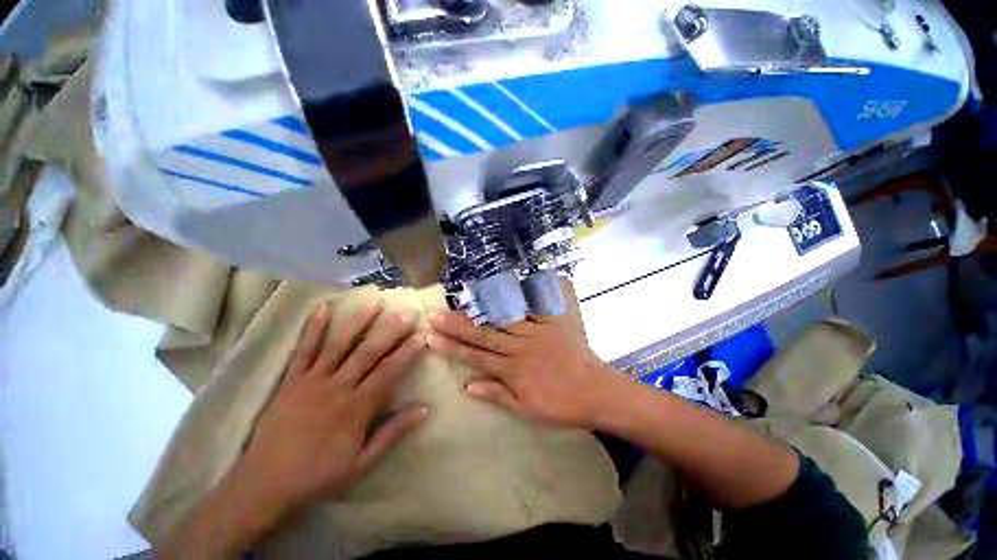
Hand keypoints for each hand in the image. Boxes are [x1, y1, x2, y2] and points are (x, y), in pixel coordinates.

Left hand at [238, 301, 428, 514]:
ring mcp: (312, 380)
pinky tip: (323, 308)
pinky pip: (304, 350)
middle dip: (391, 331)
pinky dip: (313, 328)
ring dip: (358, 322)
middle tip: (407, 312)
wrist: (264, 486)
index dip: (407, 352)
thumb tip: (425, 408)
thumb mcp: (363, 462)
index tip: (422, 335)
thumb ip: (393, 432)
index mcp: (356, 407)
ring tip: (375, 303)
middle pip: (369, 353)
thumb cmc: (319, 476)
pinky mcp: (291, 380)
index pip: (388, 372)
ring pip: (340, 345)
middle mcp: (337, 387)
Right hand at [427, 311, 625, 428]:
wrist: (595, 390)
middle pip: (483, 335)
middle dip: (457, 325)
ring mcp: (535, 332)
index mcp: (512, 370)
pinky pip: (532, 308)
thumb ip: (497, 395)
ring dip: (480, 310)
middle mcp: (518, 348)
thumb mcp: (526, 410)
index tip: (431, 338)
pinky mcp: (550, 323)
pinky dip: (517, 297)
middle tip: (435, 314)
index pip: (475, 357)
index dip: (452, 348)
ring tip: (460, 300)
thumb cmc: (560, 405)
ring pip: (501, 319)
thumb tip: (467, 386)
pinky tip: (502, 287)